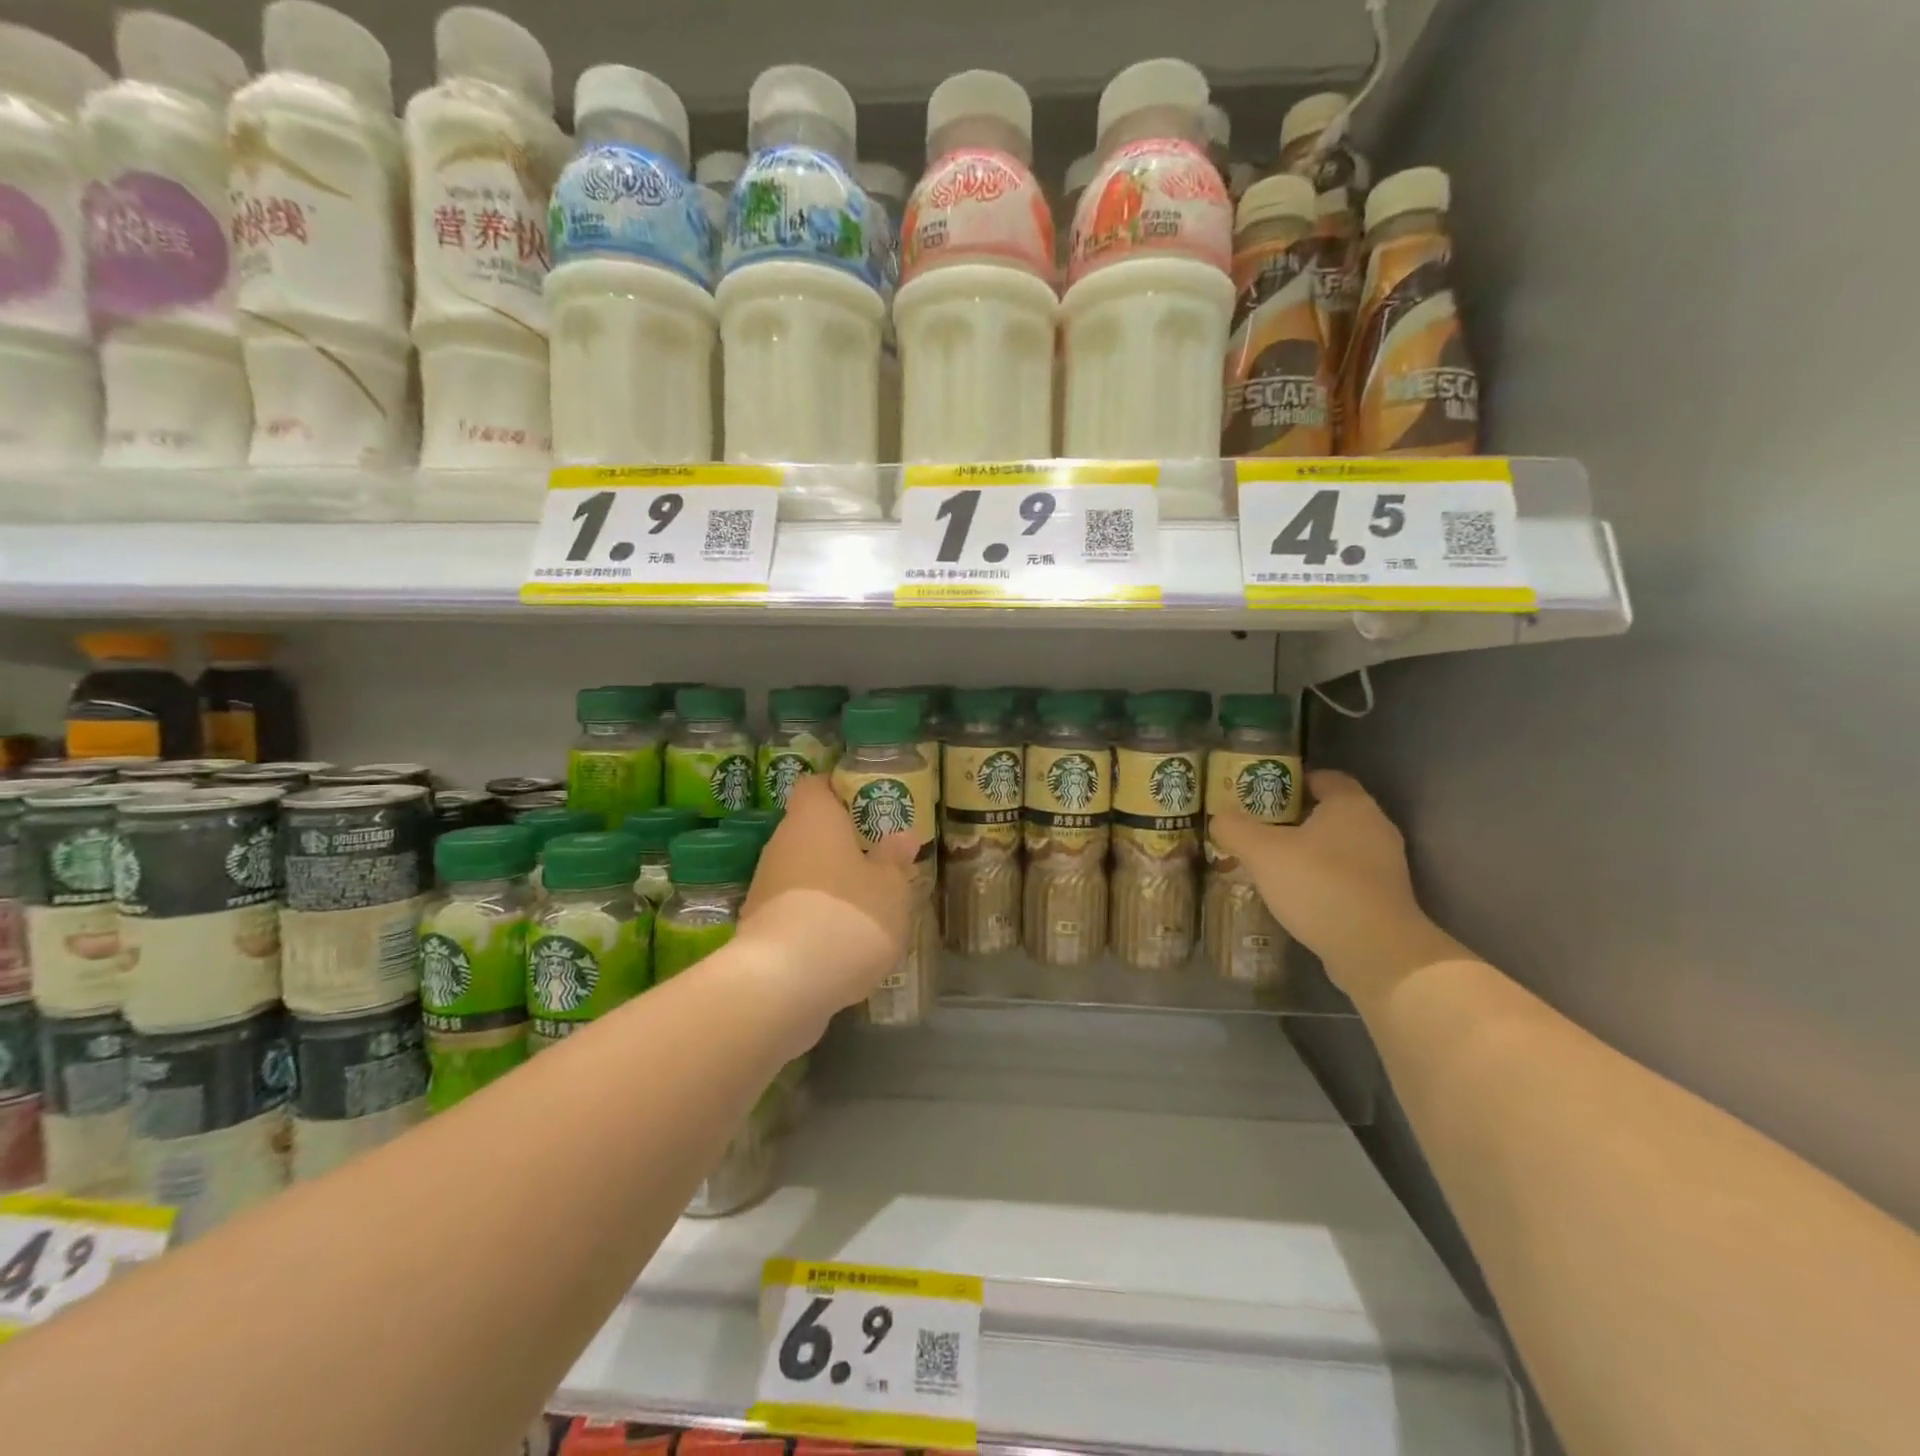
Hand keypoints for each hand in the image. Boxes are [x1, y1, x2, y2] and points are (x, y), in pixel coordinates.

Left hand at [737, 775, 918, 1015]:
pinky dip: (816, 914)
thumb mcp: (890, 887)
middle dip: (842, 842)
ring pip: (803, 870)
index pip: (817, 785)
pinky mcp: (760, 925)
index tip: (869, 805)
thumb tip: (902, 837)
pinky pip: (795, 906)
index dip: (841, 790)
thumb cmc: (848, 916)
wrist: (783, 984)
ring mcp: (766, 885)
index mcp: (814, 818)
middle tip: (879, 856)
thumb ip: (894, 860)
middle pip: (811, 830)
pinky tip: (843, 937)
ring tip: (868, 901)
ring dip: (831, 881)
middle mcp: (782, 843)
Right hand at [1209, 770, 1464, 1000]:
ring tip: (1273, 865)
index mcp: (1351, 805)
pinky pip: (1348, 876)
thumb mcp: (1262, 852)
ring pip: (1340, 846)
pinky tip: (1298, 895)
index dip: (1293, 781)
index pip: (1324, 778)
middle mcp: (1375, 827)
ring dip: (1310, 852)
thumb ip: (1235, 828)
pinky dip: (1324, 879)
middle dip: (1296, 818)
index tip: (1264, 794)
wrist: (1376, 950)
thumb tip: (1219, 817)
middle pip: (1331, 812)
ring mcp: (1386, 865)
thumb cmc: (1319, 885)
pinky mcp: (1386, 898)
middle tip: (1260, 829)